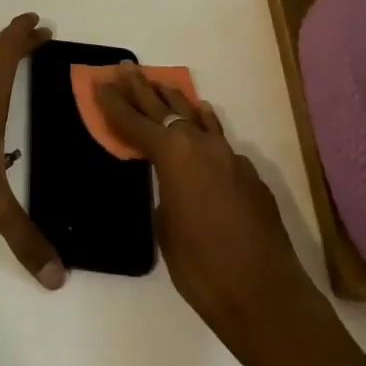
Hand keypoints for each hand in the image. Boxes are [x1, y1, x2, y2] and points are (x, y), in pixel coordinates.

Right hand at [95, 66, 319, 349]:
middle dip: (142, 88)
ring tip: (161, 84)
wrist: (266, 297)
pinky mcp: (250, 176)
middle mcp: (201, 145)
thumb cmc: (202, 267)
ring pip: (196, 118)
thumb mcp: (165, 228)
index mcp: (173, 155)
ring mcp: (230, 158)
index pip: (134, 122)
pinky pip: (219, 140)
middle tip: (126, 68)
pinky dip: (205, 127)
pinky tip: (203, 121)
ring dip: (176, 101)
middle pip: (164, 108)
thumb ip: (164, 195)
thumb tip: (172, 188)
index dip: (113, 103)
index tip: (100, 83)